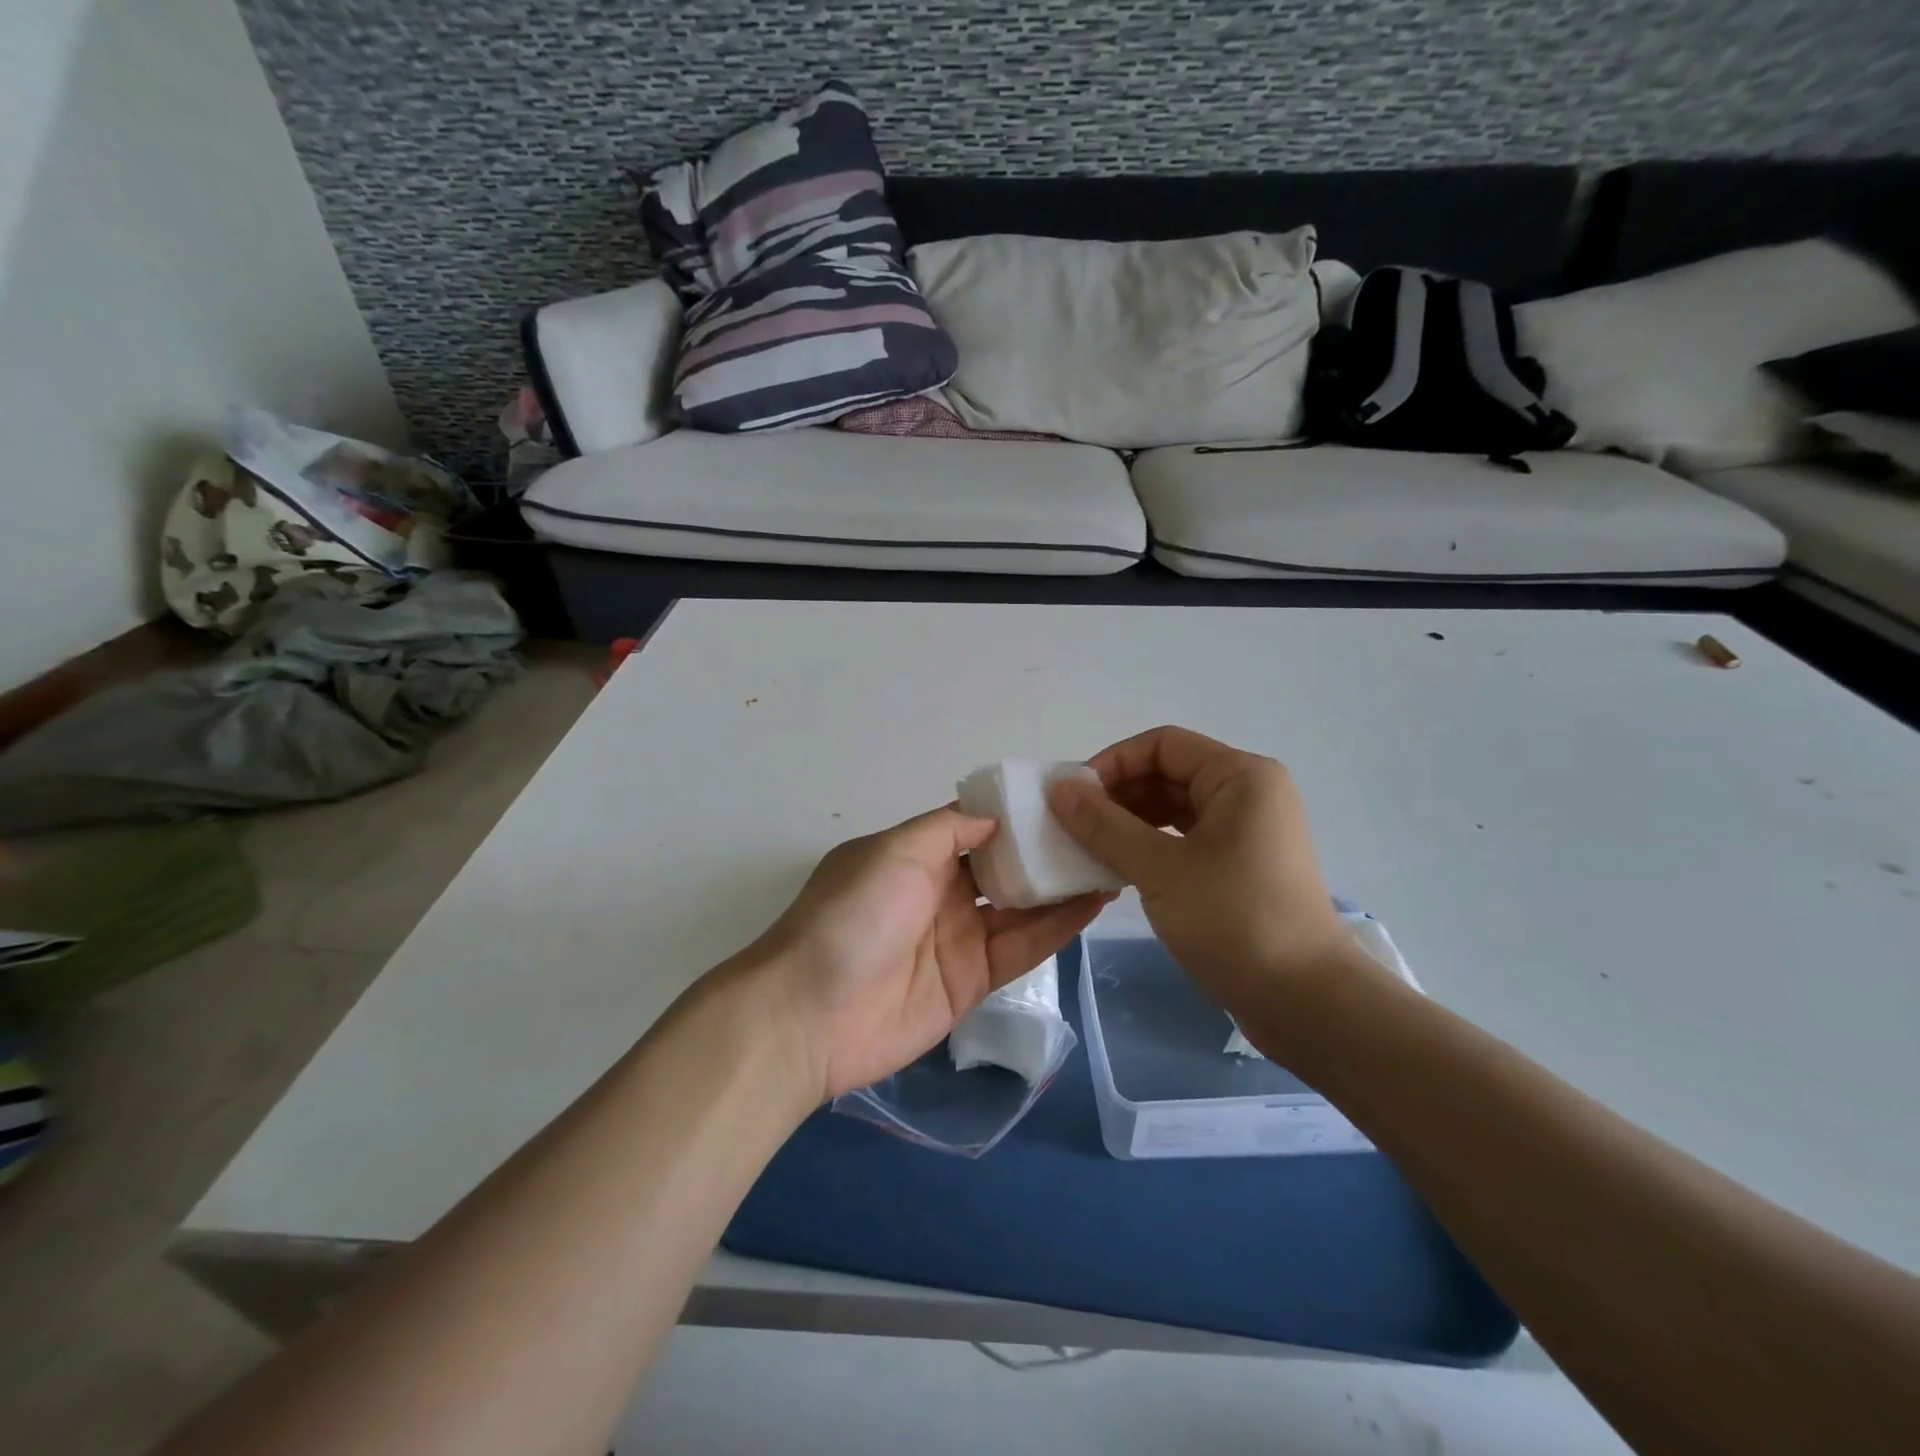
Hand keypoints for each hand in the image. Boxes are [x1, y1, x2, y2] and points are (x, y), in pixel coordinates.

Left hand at [741, 805, 1107, 1101]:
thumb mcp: (892, 852)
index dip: (1015, 814)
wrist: (810, 1015)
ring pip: (1021, 907)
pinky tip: (1093, 903)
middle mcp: (941, 892)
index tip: (1063, 798)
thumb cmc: (851, 916)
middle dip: (1045, 851)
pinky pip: (1022, 949)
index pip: (976, 827)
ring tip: (1109, 862)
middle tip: (1101, 831)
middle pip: (1003, 866)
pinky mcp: (973, 981)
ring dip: (1060, 887)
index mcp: (916, 856)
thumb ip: (947, 830)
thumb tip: (993, 817)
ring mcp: (958, 938)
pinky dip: (1057, 927)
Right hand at [1049, 726, 1370, 1030]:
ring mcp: (1247, 832)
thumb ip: (1103, 824)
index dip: (1113, 763)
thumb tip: (1059, 788)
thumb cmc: (1233, 919)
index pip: (1162, 745)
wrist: (1305, 1000)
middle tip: (1073, 826)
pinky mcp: (1241, 867)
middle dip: (1118, 795)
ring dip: (1129, 823)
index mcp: (1239, 776)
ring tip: (1089, 849)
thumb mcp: (1158, 868)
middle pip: (1169, 774)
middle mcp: (1248, 793)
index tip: (1073, 797)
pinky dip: (1150, 847)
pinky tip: (1119, 869)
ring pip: (1175, 810)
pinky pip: (1186, 840)